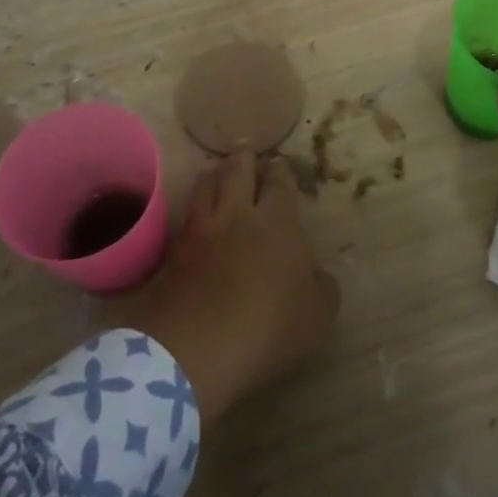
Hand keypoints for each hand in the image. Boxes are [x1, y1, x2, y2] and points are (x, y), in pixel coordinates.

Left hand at [131, 150, 339, 421]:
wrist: (198, 349)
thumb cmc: (269, 326)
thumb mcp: (317, 313)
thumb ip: (322, 287)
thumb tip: (317, 274)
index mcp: (278, 221)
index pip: (280, 182)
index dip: (282, 171)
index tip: (281, 164)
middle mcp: (238, 214)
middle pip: (237, 170)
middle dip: (243, 156)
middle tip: (245, 147)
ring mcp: (202, 231)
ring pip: (205, 185)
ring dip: (213, 174)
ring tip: (215, 170)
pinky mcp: (174, 254)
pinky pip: (184, 217)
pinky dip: (191, 207)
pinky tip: (194, 213)